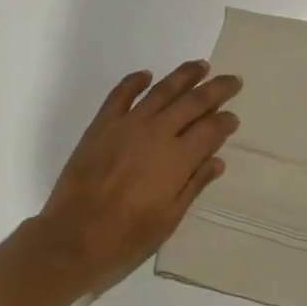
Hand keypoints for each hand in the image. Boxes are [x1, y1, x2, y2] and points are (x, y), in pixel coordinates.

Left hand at [29, 61, 241, 296]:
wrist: (72, 239)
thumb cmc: (126, 239)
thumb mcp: (169, 220)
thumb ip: (194, 185)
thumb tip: (217, 160)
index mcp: (177, 159)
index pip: (210, 130)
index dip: (225, 122)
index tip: (234, 118)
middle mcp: (156, 133)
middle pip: (193, 102)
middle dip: (215, 90)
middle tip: (232, 79)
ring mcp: (127, 125)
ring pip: (161, 91)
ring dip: (183, 76)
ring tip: (200, 66)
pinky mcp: (101, 125)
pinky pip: (120, 94)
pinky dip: (135, 81)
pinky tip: (146, 75)